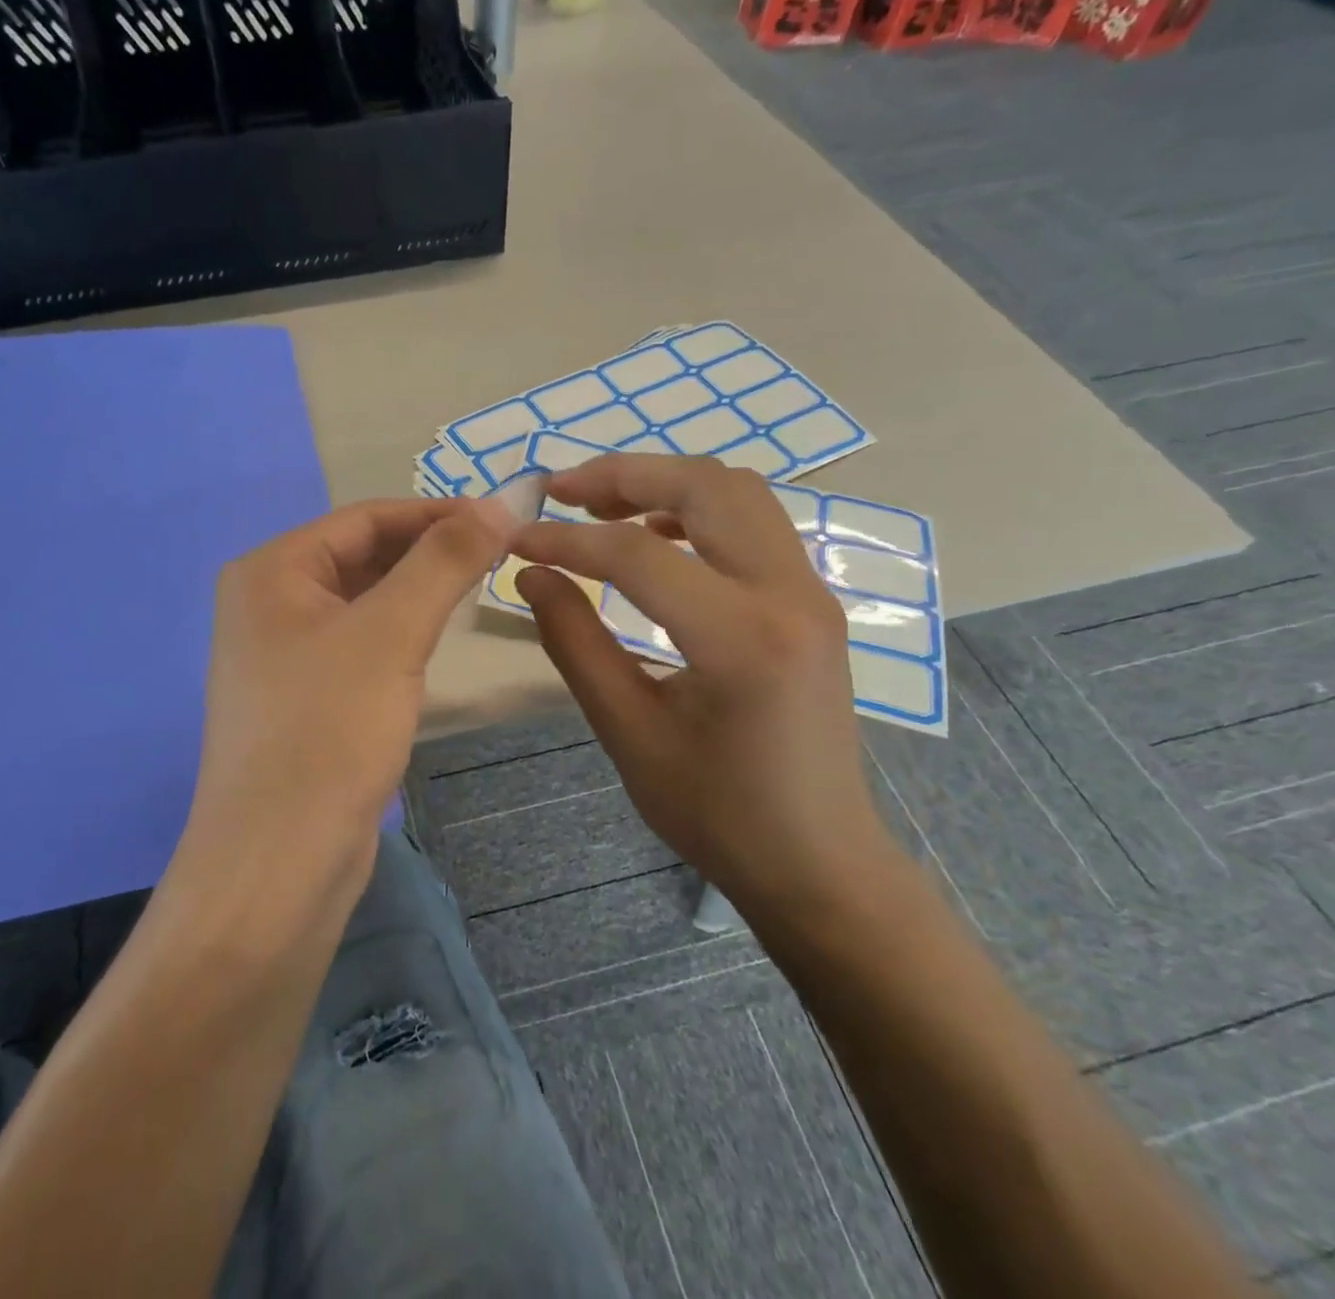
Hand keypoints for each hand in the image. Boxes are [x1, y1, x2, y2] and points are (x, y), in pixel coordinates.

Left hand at [184, 497, 514, 906]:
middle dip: (429, 551)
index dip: (435, 512)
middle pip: (362, 556)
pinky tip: (437, 637)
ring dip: (418, 590)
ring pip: (364, 602)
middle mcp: (268, 603)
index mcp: (271, 571)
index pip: (365, 518)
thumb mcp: (390, 633)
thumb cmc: (328, 732)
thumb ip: (444, 561)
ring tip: (480, 586)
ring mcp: (284, 653)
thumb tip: (499, 502)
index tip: (502, 517)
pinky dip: (400, 632)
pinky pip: (360, 644)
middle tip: (500, 554)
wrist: (279, 861)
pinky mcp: (305, 697)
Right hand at [513, 455, 902, 943]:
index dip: (566, 540)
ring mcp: (810, 591)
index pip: (638, 555)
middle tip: (559, 491)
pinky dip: (697, 509)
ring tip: (600, 506)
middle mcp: (788, 595)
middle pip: (704, 486)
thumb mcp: (627, 732)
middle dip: (623, 475)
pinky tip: (655, 540)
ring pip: (736, 492)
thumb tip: (532, 574)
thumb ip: (575, 643)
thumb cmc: (716, 812)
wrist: (818, 859)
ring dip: (664, 483)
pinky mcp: (811, 600)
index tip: (516, 540)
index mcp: (741, 639)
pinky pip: (754, 523)